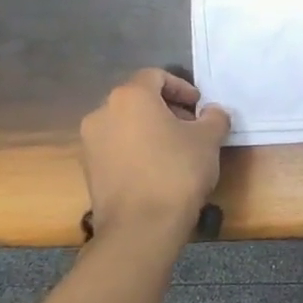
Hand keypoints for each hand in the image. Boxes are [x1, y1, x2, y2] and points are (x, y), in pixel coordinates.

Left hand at [79, 69, 230, 238]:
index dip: (182, 87)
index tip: (199, 106)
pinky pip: (116, 148)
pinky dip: (136, 150)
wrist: (140, 227)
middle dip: (166, 109)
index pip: (156, 76)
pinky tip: (157, 169)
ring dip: (150, 130)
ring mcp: (90, 142)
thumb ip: (214, 117)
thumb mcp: (209, 139)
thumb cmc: (177, 171)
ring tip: (176, 150)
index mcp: (130, 96)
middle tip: (191, 127)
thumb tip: (212, 112)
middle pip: (138, 99)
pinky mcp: (89, 169)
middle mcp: (102, 112)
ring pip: (125, 124)